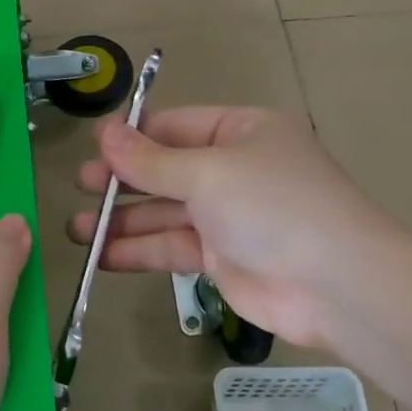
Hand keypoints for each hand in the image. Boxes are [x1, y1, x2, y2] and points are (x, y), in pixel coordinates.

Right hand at [69, 106, 399, 349]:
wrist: (335, 285)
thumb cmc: (272, 206)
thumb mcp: (207, 172)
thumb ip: (150, 160)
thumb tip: (102, 133)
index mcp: (240, 132)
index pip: (174, 125)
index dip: (132, 136)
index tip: (92, 148)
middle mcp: (232, 169)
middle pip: (164, 169)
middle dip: (121, 180)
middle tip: (80, 186)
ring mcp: (226, 216)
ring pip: (163, 212)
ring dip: (121, 220)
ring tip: (75, 230)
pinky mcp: (220, 258)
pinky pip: (171, 247)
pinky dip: (138, 251)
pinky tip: (102, 257)